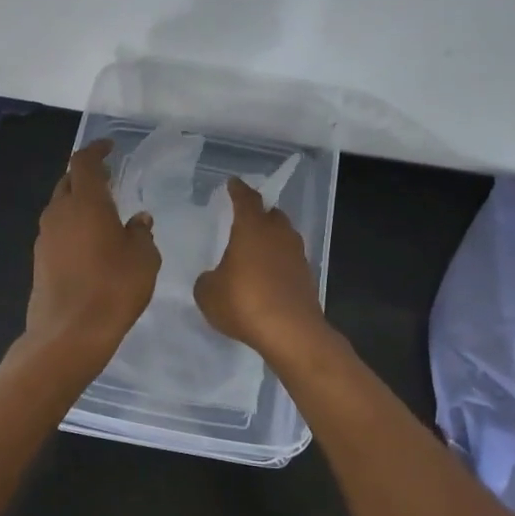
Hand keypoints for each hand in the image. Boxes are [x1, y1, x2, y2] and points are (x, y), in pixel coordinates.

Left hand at [26, 140, 160, 361]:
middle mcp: (59, 213)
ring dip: (78, 202)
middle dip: (86, 176)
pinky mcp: (39, 260)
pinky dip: (72, 226)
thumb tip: (138, 220)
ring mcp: (45, 237)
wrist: (68, 333)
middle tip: (109, 179)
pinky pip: (56, 230)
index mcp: (85, 202)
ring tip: (102, 212)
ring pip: (60, 207)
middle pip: (68, 182)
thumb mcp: (143, 259)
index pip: (84, 162)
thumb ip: (141, 233)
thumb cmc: (113, 288)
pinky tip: (90, 243)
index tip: (110, 148)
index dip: (96, 150)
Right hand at [193, 176, 329, 361]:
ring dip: (271, 238)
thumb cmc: (243, 302)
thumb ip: (208, 279)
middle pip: (271, 214)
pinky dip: (278, 262)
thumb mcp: (208, 293)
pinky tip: (267, 276)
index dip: (238, 190)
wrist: (290, 332)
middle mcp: (278, 234)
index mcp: (252, 228)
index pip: (246, 199)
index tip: (233, 183)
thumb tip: (215, 278)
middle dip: (259, 213)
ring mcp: (296, 255)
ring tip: (255, 248)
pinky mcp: (307, 277)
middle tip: (245, 218)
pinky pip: (289, 260)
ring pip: (283, 236)